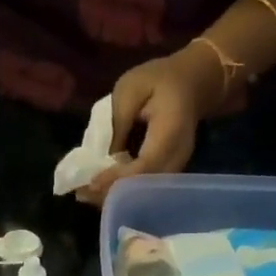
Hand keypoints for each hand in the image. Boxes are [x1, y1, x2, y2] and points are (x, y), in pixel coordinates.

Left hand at [81, 42, 225, 206]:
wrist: (193, 84)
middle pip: (145, 188)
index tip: (91, 184)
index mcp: (171, 132)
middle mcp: (178, 157)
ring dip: (116, 196)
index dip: (117, 178)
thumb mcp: (131, 88)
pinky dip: (124, 191)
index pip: (144, 165)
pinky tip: (103, 189)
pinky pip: (146, 188)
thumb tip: (102, 159)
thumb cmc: (160, 80)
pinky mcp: (170, 173)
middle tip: (82, 194)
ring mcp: (177, 168)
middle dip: (112, 194)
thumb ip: (117, 122)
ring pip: (145, 193)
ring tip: (87, 194)